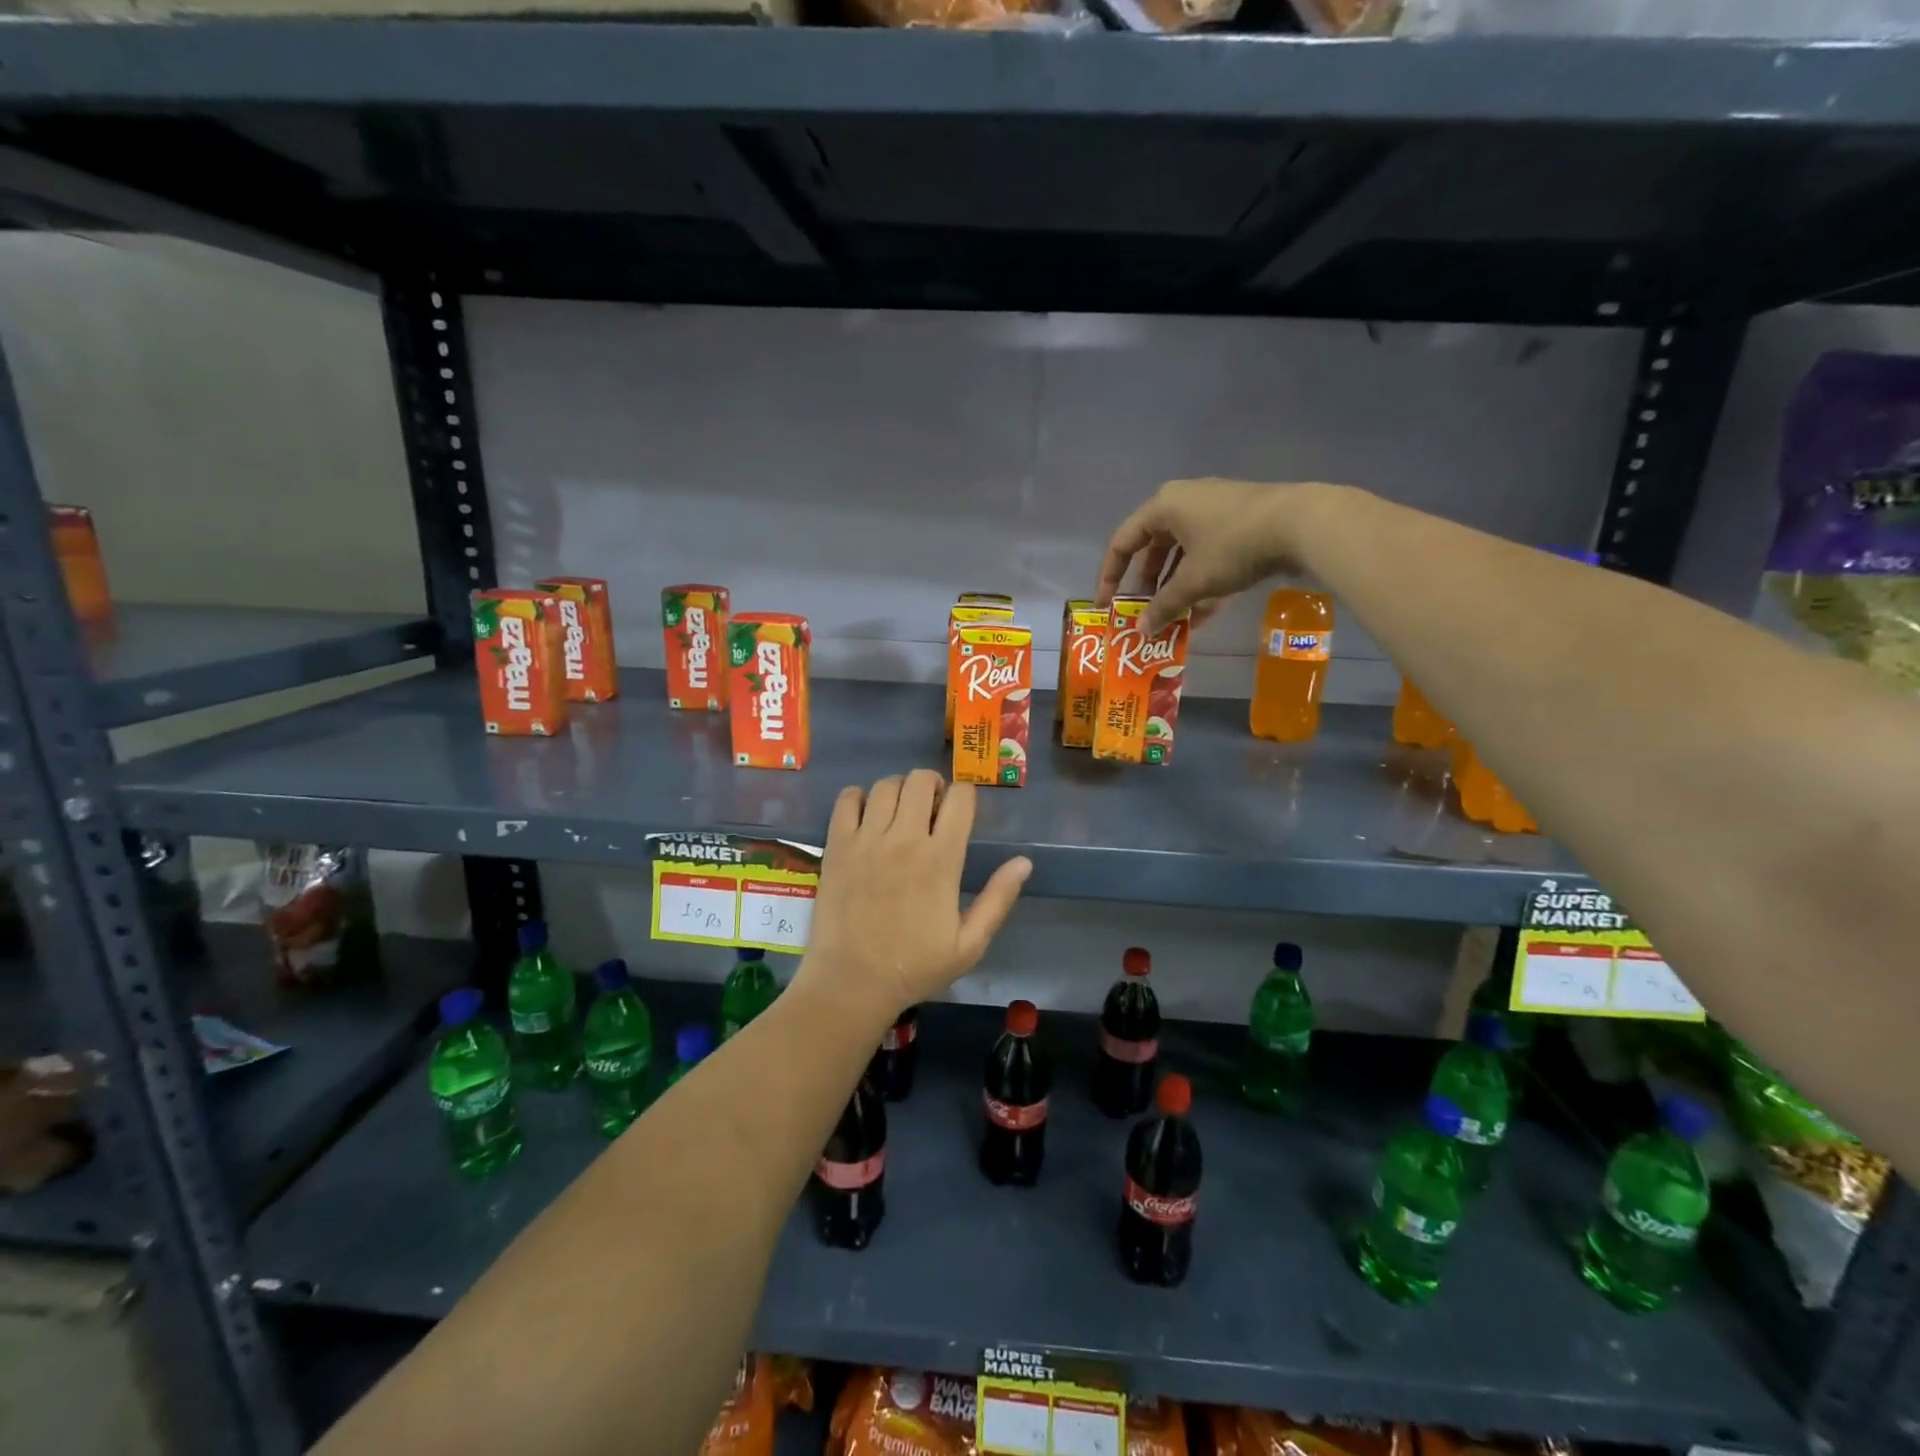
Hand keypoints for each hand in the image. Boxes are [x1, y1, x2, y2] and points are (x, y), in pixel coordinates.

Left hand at [794, 770, 1030, 1028]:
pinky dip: (859, 798)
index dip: (965, 795)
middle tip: (930, 809)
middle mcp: (904, 839)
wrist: (852, 983)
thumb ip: (998, 899)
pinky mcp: (837, 845)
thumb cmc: (915, 967)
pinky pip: (847, 799)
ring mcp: (866, 840)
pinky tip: (866, 817)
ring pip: (886, 784)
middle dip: (932, 785)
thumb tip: (1024, 862)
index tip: (960, 810)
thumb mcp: (969, 944)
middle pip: (921, 780)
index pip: (960, 798)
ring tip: (899, 813)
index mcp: (941, 859)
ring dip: (899, 790)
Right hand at [1097, 478, 1341, 634]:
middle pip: (1154, 548)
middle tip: (1142, 613)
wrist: (1302, 524)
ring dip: (1175, 588)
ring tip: (1172, 619)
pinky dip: (1202, 582)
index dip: (1110, 576)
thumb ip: (1163, 606)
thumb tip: (1141, 631)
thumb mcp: (1193, 582)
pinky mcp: (1241, 523)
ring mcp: (1215, 511)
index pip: (1123, 542)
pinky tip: (1202, 615)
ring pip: (1184, 555)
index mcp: (1164, 506)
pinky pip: (1209, 555)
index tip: (1107, 605)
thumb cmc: (1233, 546)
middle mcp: (1185, 502)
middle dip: (1147, 585)